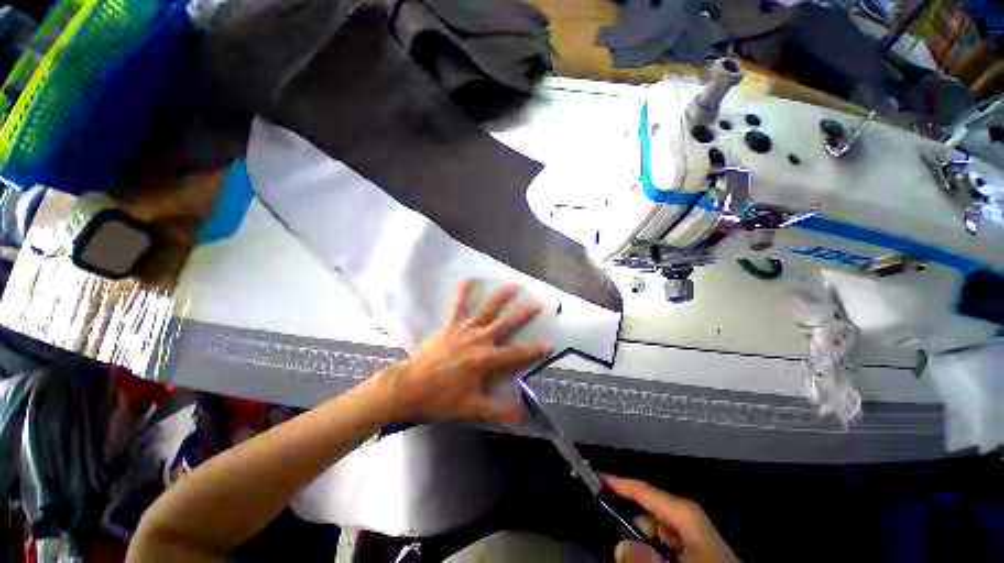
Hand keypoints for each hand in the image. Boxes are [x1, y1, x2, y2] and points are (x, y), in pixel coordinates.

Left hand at [381, 280, 549, 422]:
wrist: (410, 386)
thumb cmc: (441, 398)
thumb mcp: (472, 408)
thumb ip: (498, 411)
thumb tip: (522, 416)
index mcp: (486, 359)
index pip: (516, 354)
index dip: (534, 350)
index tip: (549, 344)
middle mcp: (479, 339)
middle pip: (505, 324)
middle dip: (523, 314)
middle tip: (537, 303)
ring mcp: (464, 329)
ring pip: (486, 309)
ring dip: (500, 297)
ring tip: (513, 286)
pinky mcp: (450, 325)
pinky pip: (457, 305)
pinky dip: (463, 291)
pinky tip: (470, 278)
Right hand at [602, 475, 738, 562]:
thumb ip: (645, 556)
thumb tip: (620, 546)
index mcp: (684, 512)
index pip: (644, 489)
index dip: (618, 483)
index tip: (597, 477)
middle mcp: (688, 516)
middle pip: (649, 513)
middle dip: (631, 524)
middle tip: (618, 541)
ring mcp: (694, 533)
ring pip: (657, 531)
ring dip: (643, 540)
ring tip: (635, 555)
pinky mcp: (697, 548)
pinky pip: (667, 543)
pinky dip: (655, 549)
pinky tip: (650, 557)